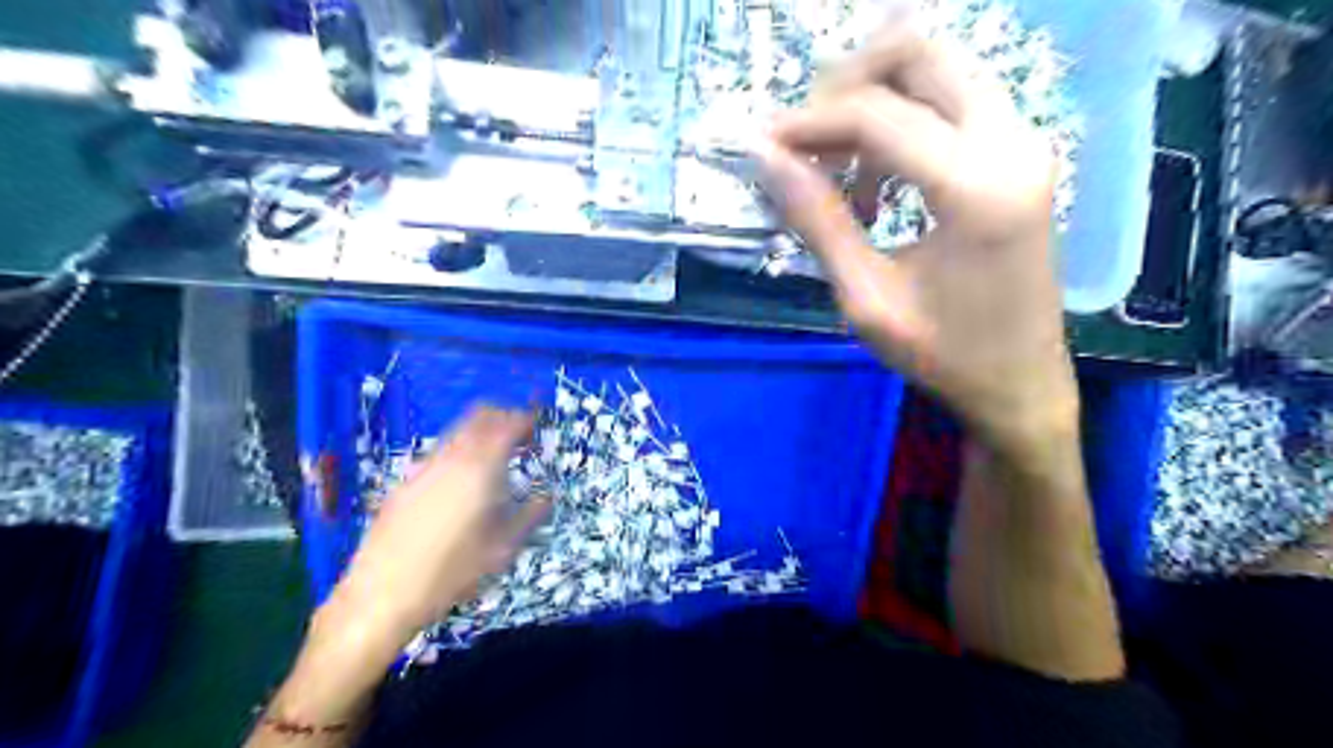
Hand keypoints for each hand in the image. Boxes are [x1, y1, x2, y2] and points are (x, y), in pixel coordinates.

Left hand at [324, 404, 550, 647]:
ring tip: (494, 462)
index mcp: (481, 468)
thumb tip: (546, 496)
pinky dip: (459, 452)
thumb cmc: (452, 572)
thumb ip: (531, 515)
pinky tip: (462, 484)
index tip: (538, 426)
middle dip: (503, 418)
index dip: (527, 418)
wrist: (383, 595)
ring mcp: (424, 467)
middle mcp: (452, 458)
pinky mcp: (405, 482)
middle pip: (480, 415)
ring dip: (480, 434)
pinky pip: (440, 452)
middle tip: (519, 438)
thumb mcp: (504, 548)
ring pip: (458, 431)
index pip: (509, 423)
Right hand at [754, 23, 1076, 451]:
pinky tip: (873, 180)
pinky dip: (899, 119)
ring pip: (936, 67)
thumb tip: (766, 159)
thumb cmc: (944, 355)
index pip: (877, 115)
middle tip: (801, 140)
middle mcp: (1012, 141)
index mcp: (977, 187)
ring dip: (872, 99)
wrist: (1020, 383)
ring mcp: (1023, 140)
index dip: (807, 122)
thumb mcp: (867, 299)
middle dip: (844, 85)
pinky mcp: (1019, 152)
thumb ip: (818, 222)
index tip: (761, 146)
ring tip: (832, 165)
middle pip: (918, 53)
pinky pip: (950, 100)